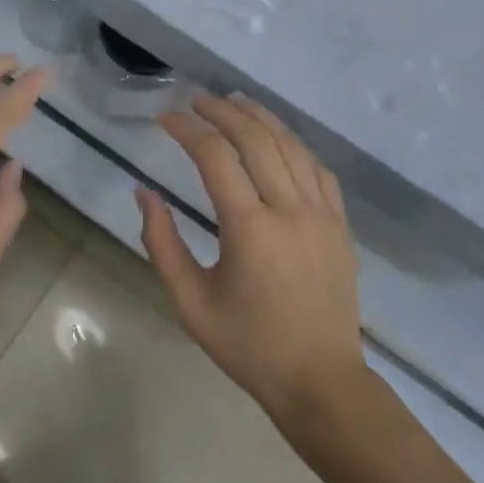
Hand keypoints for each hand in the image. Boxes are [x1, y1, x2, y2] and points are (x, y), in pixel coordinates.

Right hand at [141, 95, 369, 430]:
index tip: (165, 119)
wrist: (321, 382)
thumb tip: (143, 193)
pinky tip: (277, 136)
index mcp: (250, 229)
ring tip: (234, 101)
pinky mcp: (340, 223)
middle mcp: (289, 209)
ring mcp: (321, 213)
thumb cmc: (249, 346)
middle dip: (222, 111)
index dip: (187, 129)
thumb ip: (161, 243)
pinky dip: (293, 142)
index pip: (214, 156)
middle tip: (196, 100)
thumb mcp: (190, 303)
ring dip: (259, 117)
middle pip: (255, 138)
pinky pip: (317, 167)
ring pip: (290, 145)